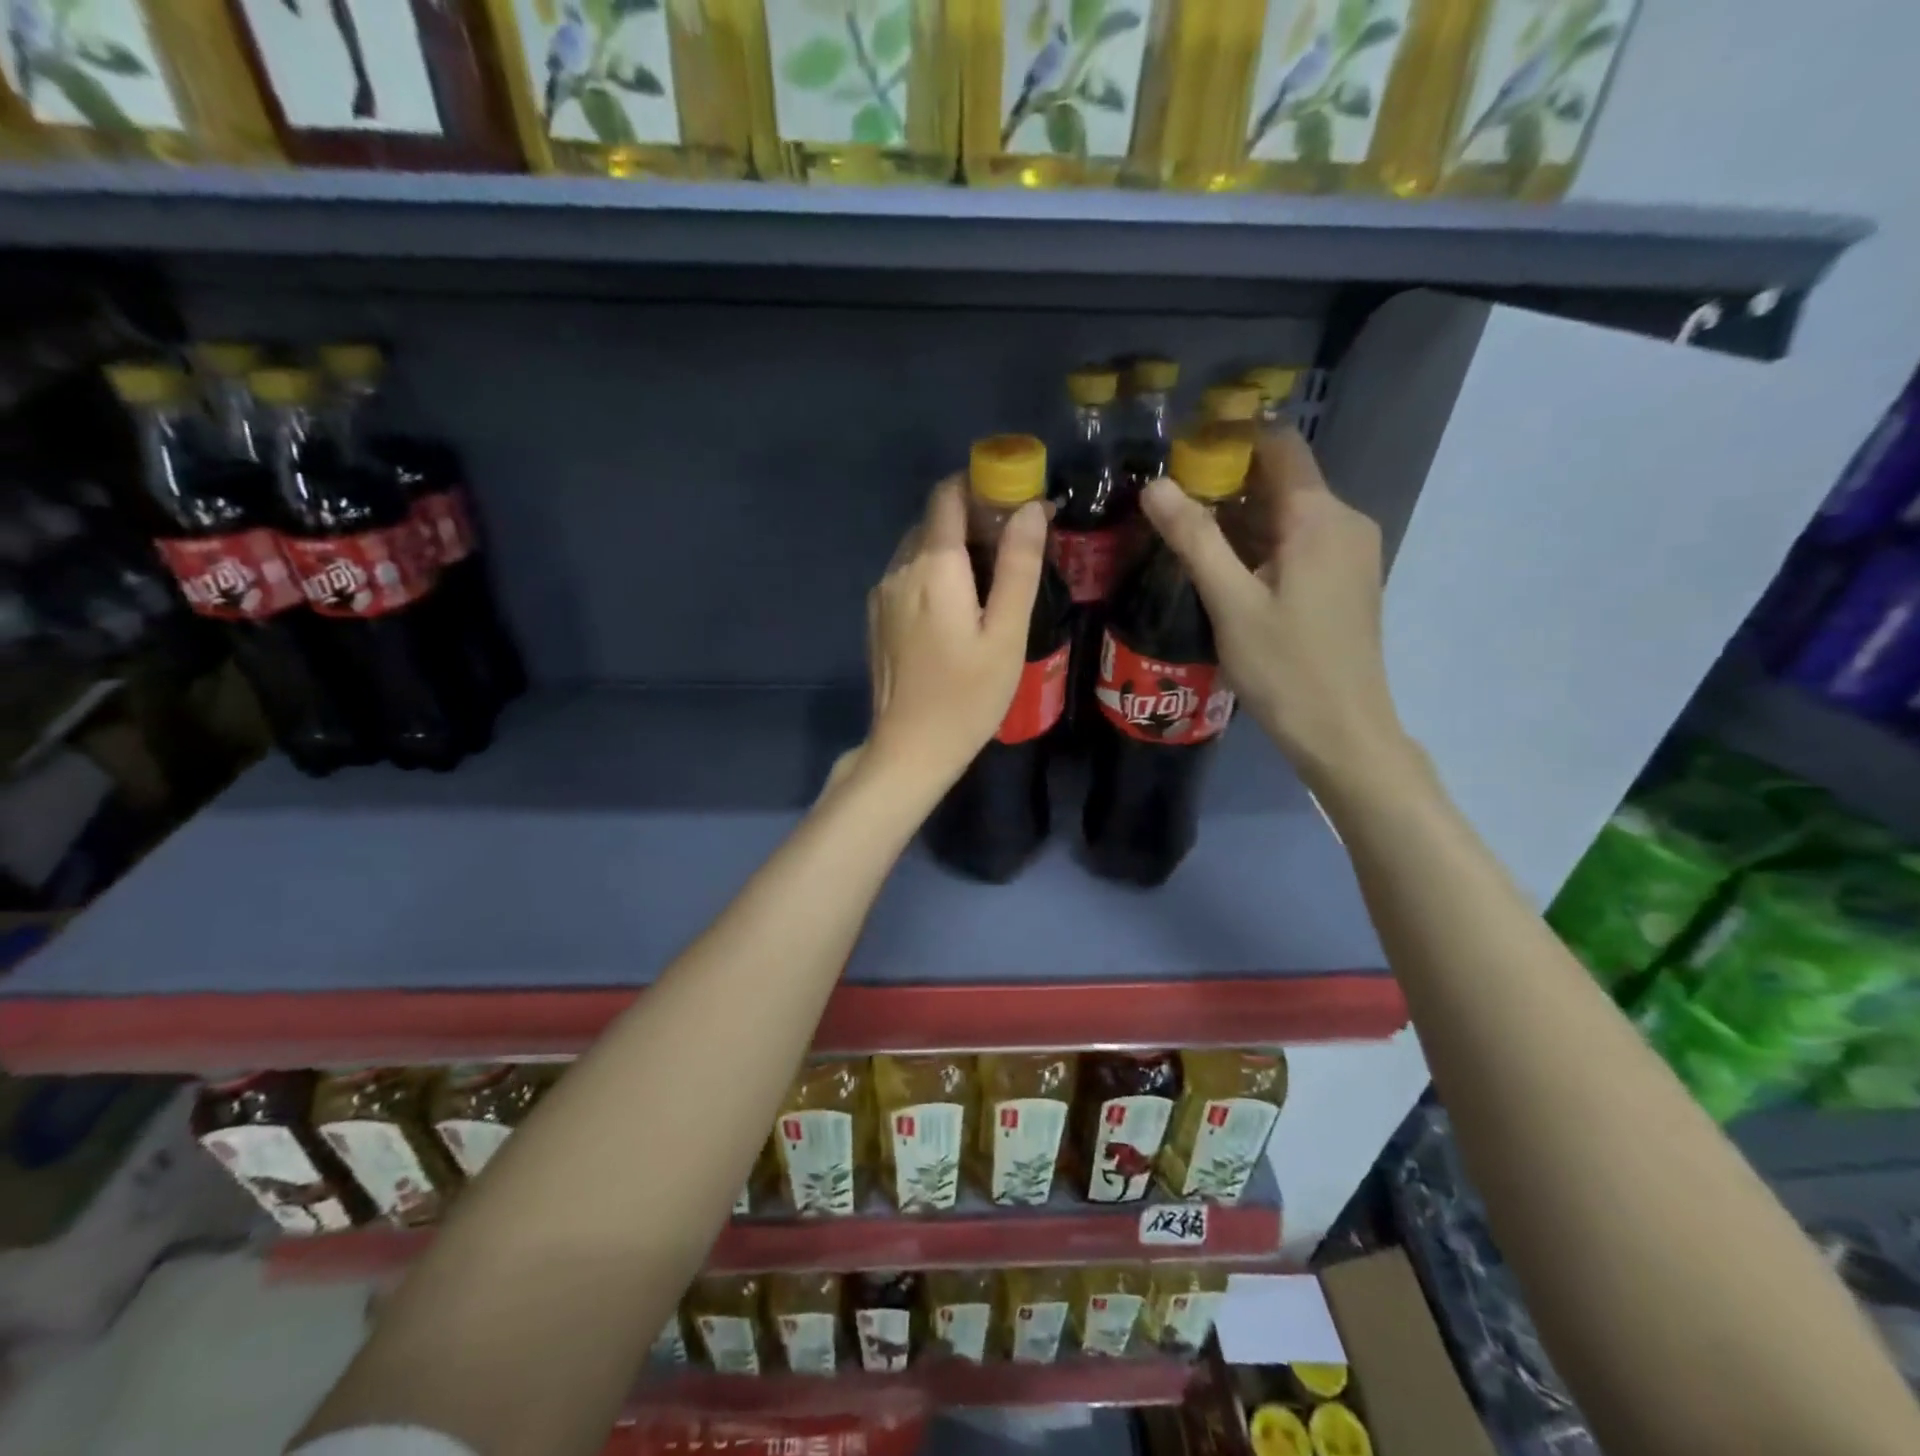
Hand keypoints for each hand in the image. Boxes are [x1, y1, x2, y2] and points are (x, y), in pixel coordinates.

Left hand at [864, 476, 1047, 791]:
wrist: (910, 749)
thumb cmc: (968, 696)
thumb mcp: (1006, 634)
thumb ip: (1018, 566)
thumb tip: (1030, 508)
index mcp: (933, 567)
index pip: (948, 495)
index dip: (981, 484)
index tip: (1015, 499)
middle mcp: (899, 569)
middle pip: (934, 520)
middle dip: (973, 518)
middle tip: (1014, 545)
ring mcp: (882, 594)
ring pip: (918, 547)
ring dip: (953, 547)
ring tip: (990, 579)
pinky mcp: (877, 617)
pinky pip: (907, 575)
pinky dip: (934, 573)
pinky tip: (957, 607)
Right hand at [1140, 428, 1412, 791]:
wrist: (1342, 730)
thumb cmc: (1284, 667)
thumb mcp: (1230, 603)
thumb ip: (1194, 539)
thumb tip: (1155, 485)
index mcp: (1318, 517)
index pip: (1278, 446)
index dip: (1231, 440)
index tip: (1182, 456)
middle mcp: (1344, 521)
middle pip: (1283, 479)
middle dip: (1228, 484)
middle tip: (1172, 507)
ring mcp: (1352, 552)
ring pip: (1290, 513)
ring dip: (1242, 519)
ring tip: (1189, 540)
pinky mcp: (1348, 579)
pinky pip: (1302, 542)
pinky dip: (1264, 544)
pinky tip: (1229, 573)